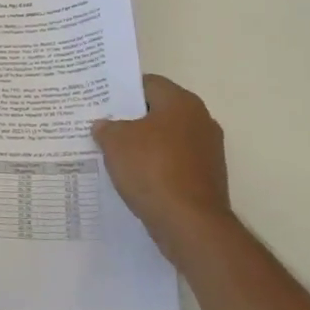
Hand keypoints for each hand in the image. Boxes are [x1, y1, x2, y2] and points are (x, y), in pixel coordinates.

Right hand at [93, 74, 234, 259]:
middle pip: (159, 112)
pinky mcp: (208, 179)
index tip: (101, 102)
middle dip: (132, 120)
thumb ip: (106, 128)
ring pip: (167, 140)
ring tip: (115, 155)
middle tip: (104, 127)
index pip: (148, 84)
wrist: (190, 225)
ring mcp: (208, 152)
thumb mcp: (115, 142)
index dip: (122, 91)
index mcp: (182, 102)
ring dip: (145, 146)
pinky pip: (175, 165)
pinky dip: (157, 168)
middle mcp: (201, 121)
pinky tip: (135, 179)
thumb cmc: (152, 170)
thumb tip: (104, 126)